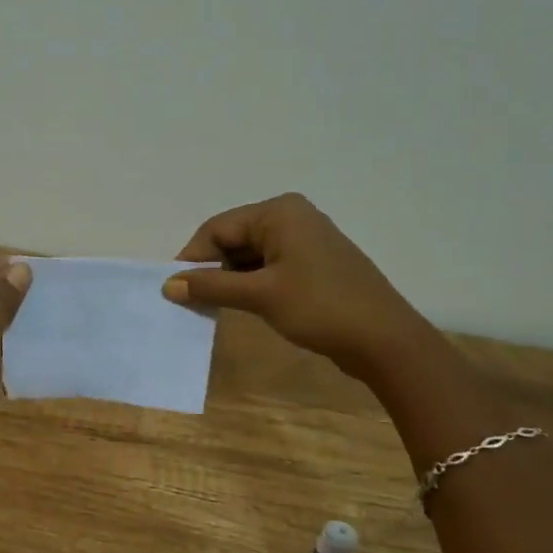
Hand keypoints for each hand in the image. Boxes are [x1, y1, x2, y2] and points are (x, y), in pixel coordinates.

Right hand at [163, 193, 423, 373]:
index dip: (193, 258)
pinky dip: (250, 283)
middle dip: (211, 268)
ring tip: (215, 307)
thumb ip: (211, 286)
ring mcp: (305, 240)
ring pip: (250, 254)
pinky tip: (242, 305)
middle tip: (193, 301)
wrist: (384, 339)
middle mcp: (291, 216)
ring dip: (230, 278)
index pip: (218, 228)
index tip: (175, 290)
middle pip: (233, 238)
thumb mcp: (260, 295)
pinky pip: (269, 266)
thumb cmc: (320, 307)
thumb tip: (168, 285)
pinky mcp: (313, 263)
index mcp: (279, 212)